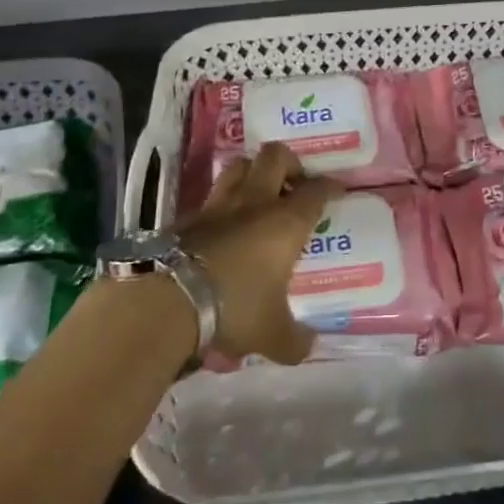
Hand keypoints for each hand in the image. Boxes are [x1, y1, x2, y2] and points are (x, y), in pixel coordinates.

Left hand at [177, 144, 335, 365]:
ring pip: (238, 166)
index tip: (336, 191)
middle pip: (275, 156)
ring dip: (251, 172)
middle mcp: (255, 203)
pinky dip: (221, 205)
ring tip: (258, 194)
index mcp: (286, 222)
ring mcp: (218, 205)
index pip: (316, 190)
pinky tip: (222, 226)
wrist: (168, 300)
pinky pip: (209, 199)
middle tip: (293, 183)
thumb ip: (295, 340)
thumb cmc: (235, 309)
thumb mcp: (272, 334)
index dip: (329, 186)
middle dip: (289, 163)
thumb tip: (308, 347)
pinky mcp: (186, 217)